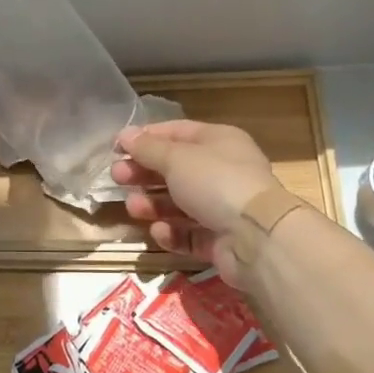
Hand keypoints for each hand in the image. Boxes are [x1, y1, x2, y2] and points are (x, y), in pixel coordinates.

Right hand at [111, 121, 278, 282]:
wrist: (257, 237)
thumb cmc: (216, 182)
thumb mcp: (176, 158)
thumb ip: (148, 148)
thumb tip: (124, 135)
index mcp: (219, 142)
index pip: (176, 133)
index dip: (145, 138)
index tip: (116, 147)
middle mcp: (222, 171)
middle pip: (175, 169)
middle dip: (144, 173)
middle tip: (117, 177)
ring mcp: (223, 207)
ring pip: (179, 203)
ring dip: (152, 204)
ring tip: (133, 208)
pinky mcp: (220, 240)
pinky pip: (189, 233)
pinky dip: (171, 232)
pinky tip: (159, 231)